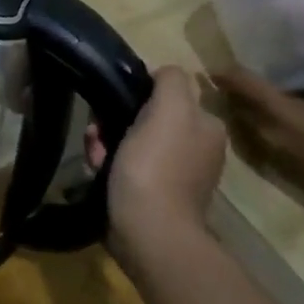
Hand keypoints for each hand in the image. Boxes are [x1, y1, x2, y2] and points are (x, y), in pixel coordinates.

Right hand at [100, 66, 226, 253]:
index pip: (167, 95)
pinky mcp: (153, 196)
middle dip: (115, 123)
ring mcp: (175, 175)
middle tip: (98, 135)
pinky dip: (109, 167)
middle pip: (145, 119)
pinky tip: (98, 172)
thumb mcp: (169, 111)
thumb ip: (170, 82)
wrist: (148, 230)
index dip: (136, 96)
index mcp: (207, 127)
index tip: (114, 107)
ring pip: (130, 143)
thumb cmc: (156, 166)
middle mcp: (196, 149)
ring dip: (106, 145)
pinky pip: (126, 169)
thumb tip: (162, 72)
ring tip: (96, 158)